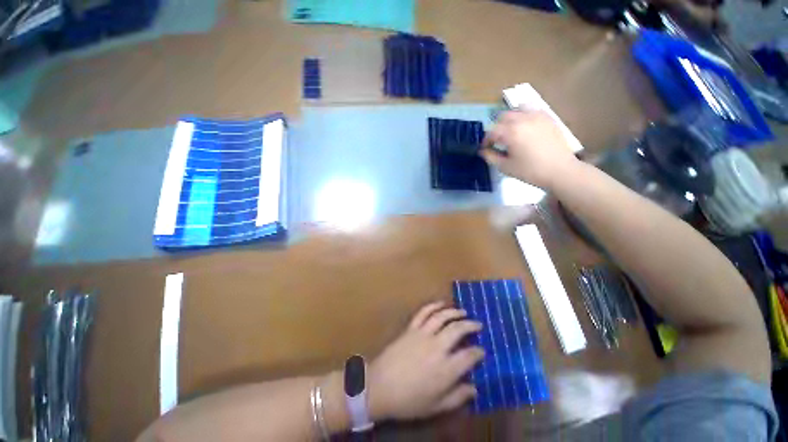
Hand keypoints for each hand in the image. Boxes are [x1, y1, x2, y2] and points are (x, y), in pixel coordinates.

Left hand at [367, 302, 483, 420]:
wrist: (379, 387)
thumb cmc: (408, 401)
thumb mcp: (436, 407)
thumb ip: (457, 397)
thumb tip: (474, 388)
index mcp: (446, 369)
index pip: (469, 356)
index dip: (478, 352)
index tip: (482, 351)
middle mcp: (437, 347)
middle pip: (458, 330)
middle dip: (471, 325)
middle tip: (478, 324)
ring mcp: (423, 334)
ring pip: (442, 317)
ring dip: (454, 312)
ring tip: (463, 312)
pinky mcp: (411, 328)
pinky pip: (423, 312)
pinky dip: (433, 306)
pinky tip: (441, 303)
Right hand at [481, 110, 578, 189]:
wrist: (560, 170)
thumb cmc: (530, 171)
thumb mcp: (505, 167)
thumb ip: (490, 157)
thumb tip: (483, 151)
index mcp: (511, 132)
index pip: (491, 131)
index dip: (486, 141)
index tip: (485, 149)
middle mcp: (523, 119)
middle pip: (503, 117)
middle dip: (497, 128)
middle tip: (497, 141)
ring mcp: (537, 116)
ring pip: (517, 110)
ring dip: (510, 119)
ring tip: (511, 131)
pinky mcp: (547, 117)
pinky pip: (531, 110)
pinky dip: (524, 116)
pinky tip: (525, 128)